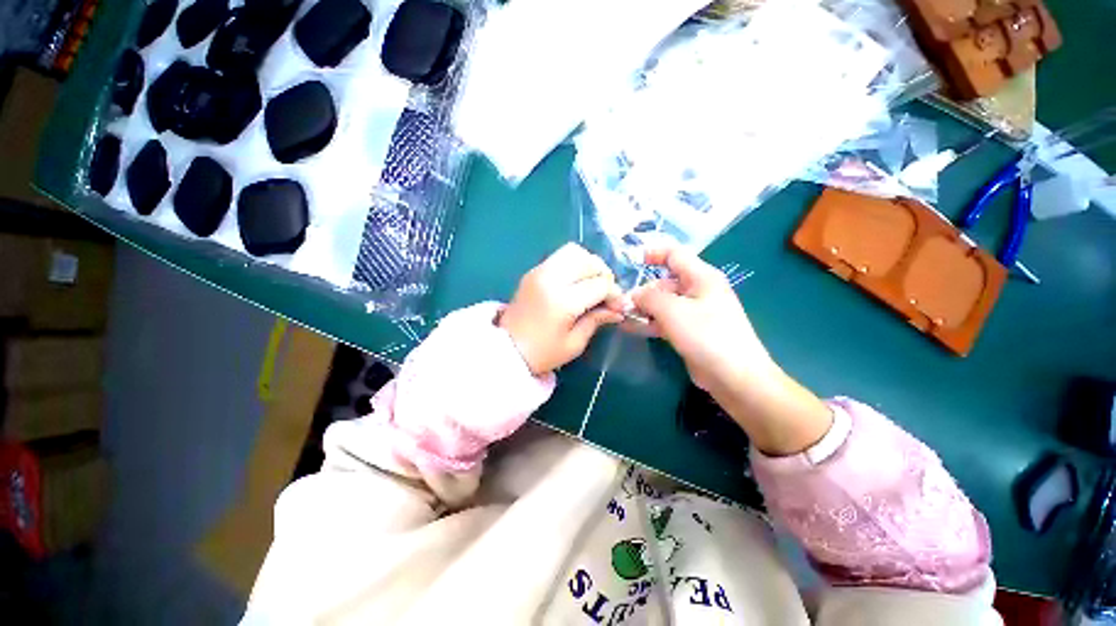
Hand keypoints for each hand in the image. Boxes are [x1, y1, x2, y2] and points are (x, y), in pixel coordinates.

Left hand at [499, 243, 624, 375]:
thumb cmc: (542, 353)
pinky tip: (576, 283)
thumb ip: (597, 320)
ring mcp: (539, 272)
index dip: (614, 294)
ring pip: (573, 251)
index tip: (618, 307)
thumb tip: (618, 310)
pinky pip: (560, 257)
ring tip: (592, 284)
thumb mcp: (574, 343)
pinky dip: (574, 264)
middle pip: (588, 260)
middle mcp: (550, 279)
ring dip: (589, 264)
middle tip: (606, 293)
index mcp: (562, 301)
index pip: (599, 284)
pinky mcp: (533, 271)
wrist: (505, 350)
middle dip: (604, 274)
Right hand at [624, 246, 832, 455]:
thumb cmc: (707, 336)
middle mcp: (699, 291)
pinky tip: (629, 327)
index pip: (675, 254)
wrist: (734, 377)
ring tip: (621, 315)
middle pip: (665, 282)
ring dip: (643, 308)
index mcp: (701, 277)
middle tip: (621, 304)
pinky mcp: (690, 331)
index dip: (653, 253)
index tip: (631, 260)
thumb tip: (634, 295)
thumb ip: (649, 297)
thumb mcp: (673, 311)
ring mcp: (694, 313)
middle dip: (642, 291)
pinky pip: (665, 321)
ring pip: (663, 303)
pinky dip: (649, 322)